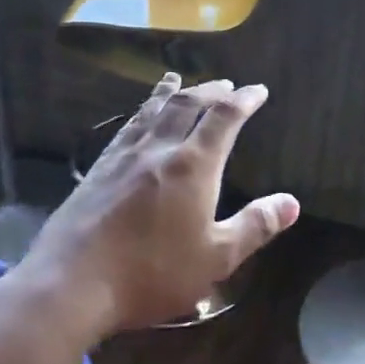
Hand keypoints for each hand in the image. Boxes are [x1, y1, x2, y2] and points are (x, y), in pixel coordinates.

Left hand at [14, 74, 299, 337]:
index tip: (258, 90)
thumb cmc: (152, 273)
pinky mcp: (97, 170)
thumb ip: (254, 226)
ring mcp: (123, 157)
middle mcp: (159, 150)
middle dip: (209, 91)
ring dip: (170, 93)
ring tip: (178, 80)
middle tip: (225, 85)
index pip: (224, 119)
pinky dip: (139, 113)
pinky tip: (137, 119)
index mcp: (193, 166)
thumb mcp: (216, 258)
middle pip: (186, 106)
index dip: (244, 100)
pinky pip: (125, 129)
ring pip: (151, 111)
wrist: (73, 283)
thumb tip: (291, 202)